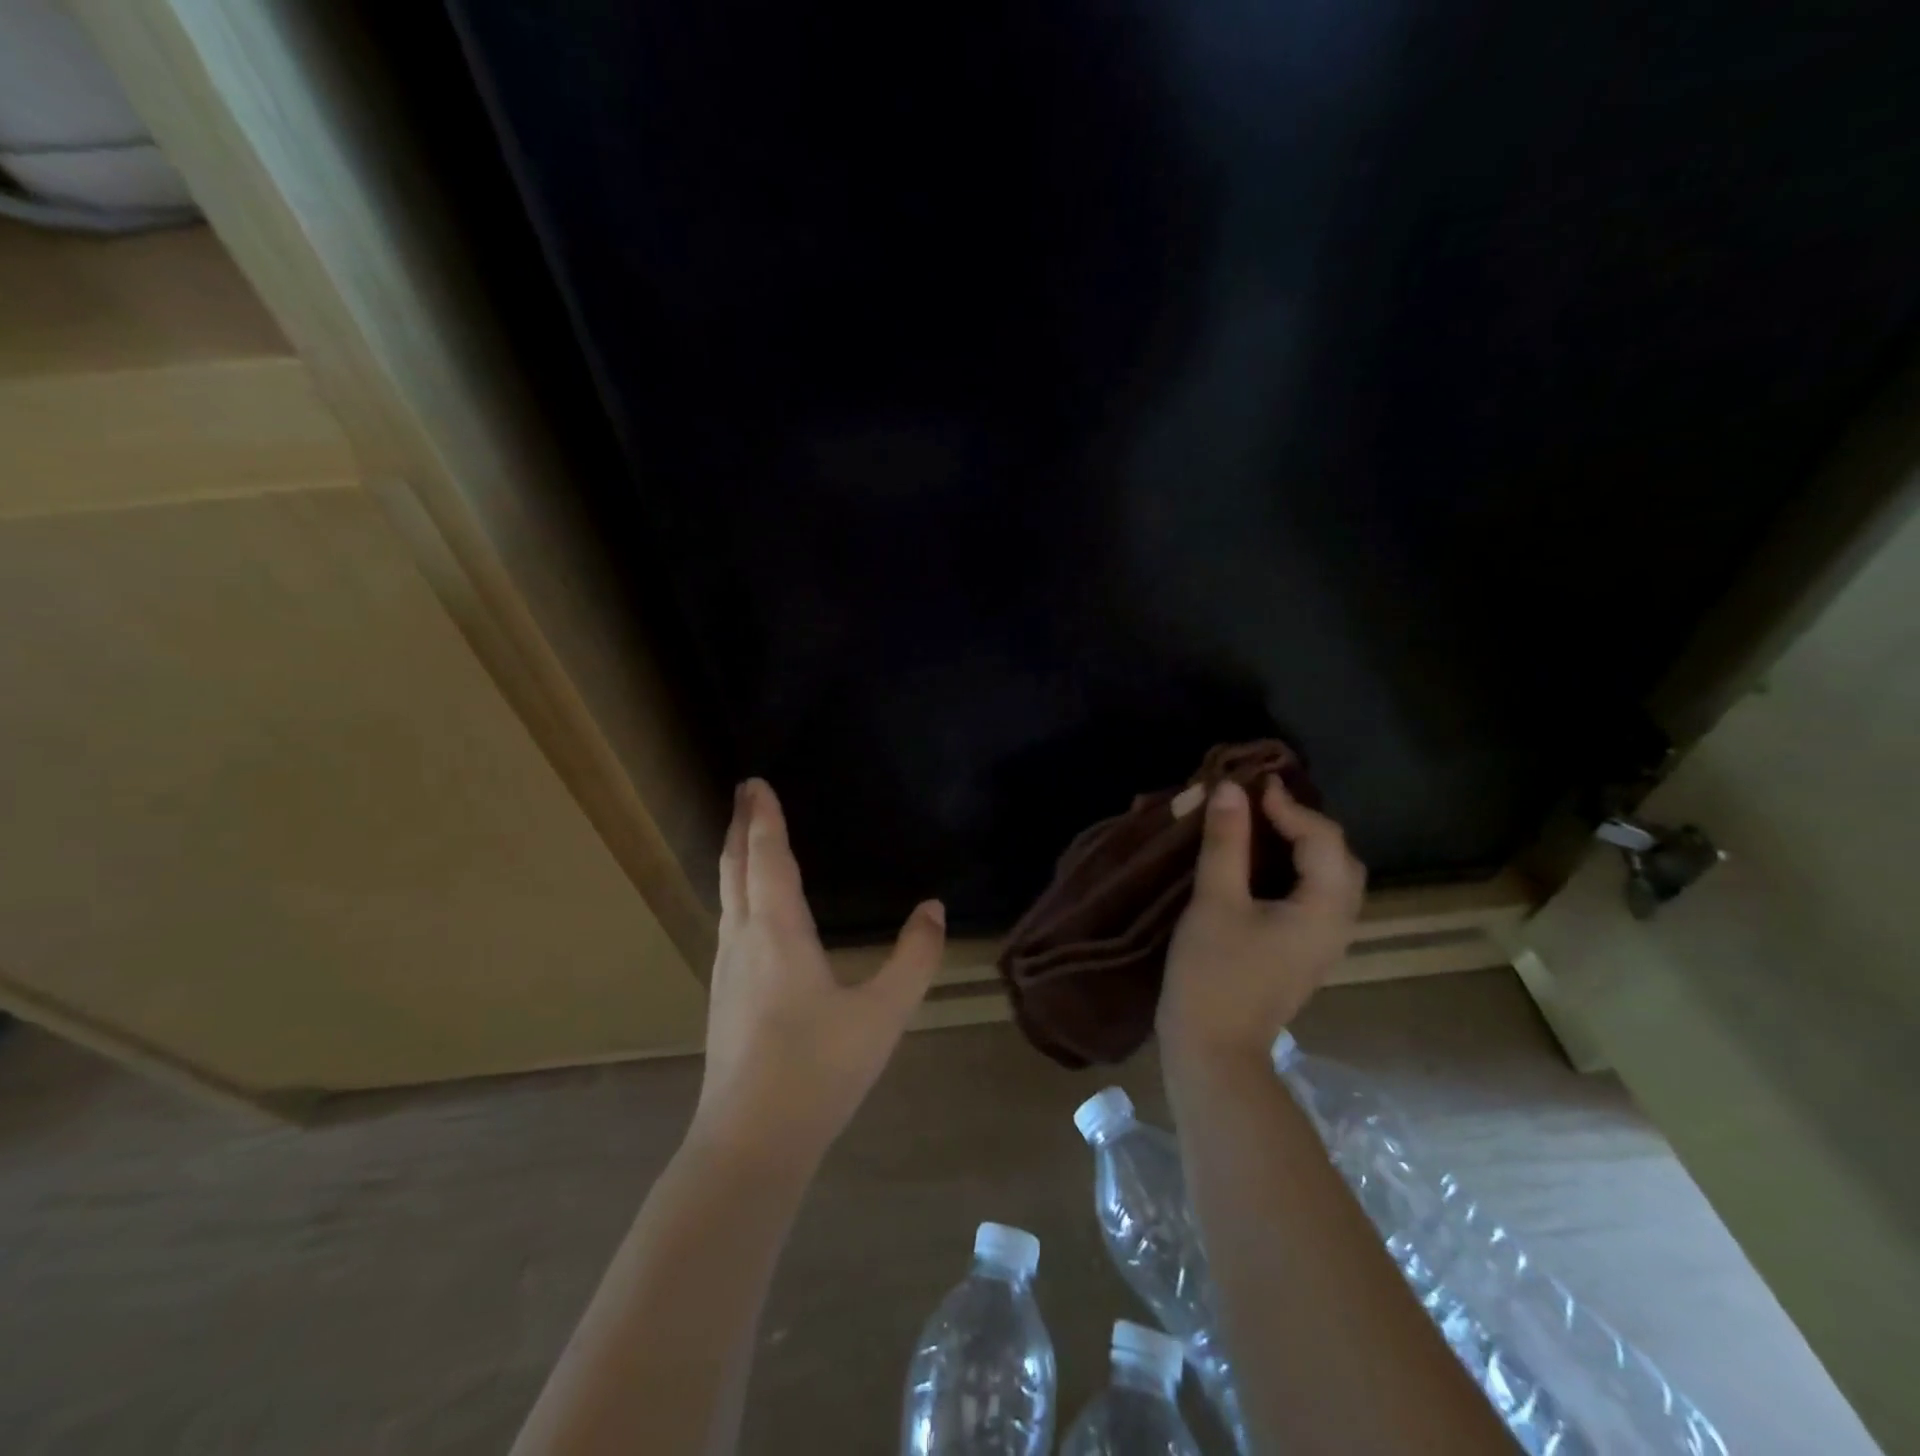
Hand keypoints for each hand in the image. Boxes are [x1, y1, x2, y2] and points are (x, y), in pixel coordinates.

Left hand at [689, 779, 945, 1165]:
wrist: (750, 1143)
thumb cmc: (818, 1070)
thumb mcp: (883, 1014)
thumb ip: (915, 958)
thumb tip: (934, 909)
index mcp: (777, 932)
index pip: (766, 858)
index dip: (763, 818)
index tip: (756, 782)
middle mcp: (743, 940)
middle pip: (735, 869)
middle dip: (739, 826)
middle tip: (744, 793)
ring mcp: (726, 970)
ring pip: (726, 896)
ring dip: (734, 858)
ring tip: (743, 838)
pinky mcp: (722, 996)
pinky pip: (728, 922)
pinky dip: (736, 892)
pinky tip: (748, 909)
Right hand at [1158, 775, 1366, 1063]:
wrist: (1213, 1050)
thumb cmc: (1213, 973)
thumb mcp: (1215, 900)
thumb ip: (1226, 841)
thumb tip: (1230, 789)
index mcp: (1324, 910)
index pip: (1324, 839)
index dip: (1290, 806)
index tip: (1251, 785)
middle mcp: (1336, 924)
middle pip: (1339, 858)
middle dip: (1305, 823)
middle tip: (1261, 804)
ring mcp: (1322, 943)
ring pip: (1327, 879)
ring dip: (1300, 846)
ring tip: (1259, 826)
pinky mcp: (1302, 953)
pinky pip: (1312, 897)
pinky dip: (1292, 870)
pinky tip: (1258, 866)